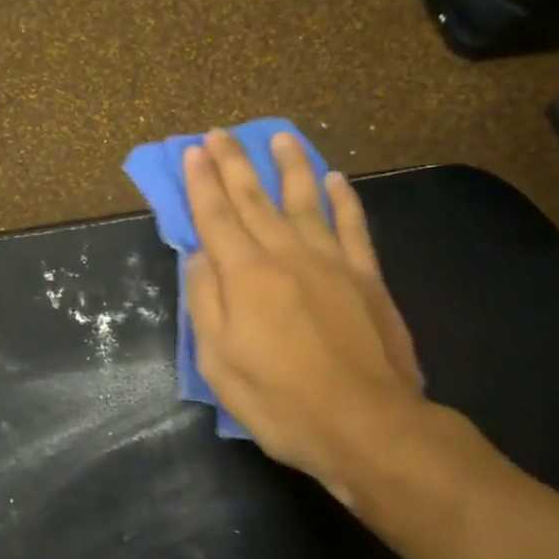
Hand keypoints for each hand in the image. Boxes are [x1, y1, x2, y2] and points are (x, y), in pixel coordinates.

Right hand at [183, 130, 472, 508]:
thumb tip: (199, 256)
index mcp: (245, 276)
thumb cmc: (281, 401)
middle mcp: (286, 255)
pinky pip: (353, 226)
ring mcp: (332, 262)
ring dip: (290, 166)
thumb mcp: (219, 363)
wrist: (366, 425)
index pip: (215, 217)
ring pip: (306, 200)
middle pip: (254, 199)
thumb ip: (205, 303)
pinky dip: (343, 199)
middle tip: (219, 133)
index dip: (201, 183)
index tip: (191, 152)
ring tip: (280, 137)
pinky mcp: (367, 277)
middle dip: (233, 164)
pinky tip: (335, 179)